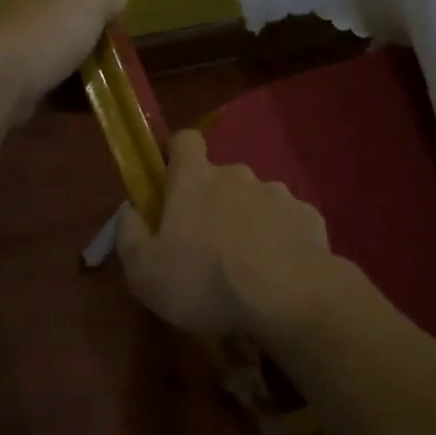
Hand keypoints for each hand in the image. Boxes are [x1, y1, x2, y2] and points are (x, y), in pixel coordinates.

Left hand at [0, 0, 126, 131]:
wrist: (1, 85)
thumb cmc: (46, 34)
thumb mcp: (91, 1)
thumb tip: (117, 1)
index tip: (103, 13)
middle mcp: (16, 18)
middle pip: (55, 23)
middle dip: (81, 36)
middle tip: (110, 51)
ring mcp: (11, 55)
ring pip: (52, 58)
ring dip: (76, 69)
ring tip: (106, 81)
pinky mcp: (10, 88)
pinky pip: (47, 89)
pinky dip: (67, 96)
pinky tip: (87, 103)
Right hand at [116, 129, 339, 338]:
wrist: (286, 294)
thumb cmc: (204, 280)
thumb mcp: (145, 272)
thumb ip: (130, 235)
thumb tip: (128, 209)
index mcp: (195, 180)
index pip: (185, 140)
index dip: (177, 154)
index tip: (172, 180)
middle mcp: (237, 175)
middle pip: (221, 177)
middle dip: (214, 202)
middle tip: (208, 246)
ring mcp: (277, 192)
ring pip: (256, 200)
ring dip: (249, 222)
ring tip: (248, 266)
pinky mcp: (307, 215)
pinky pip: (287, 222)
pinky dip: (280, 239)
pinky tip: (279, 272)